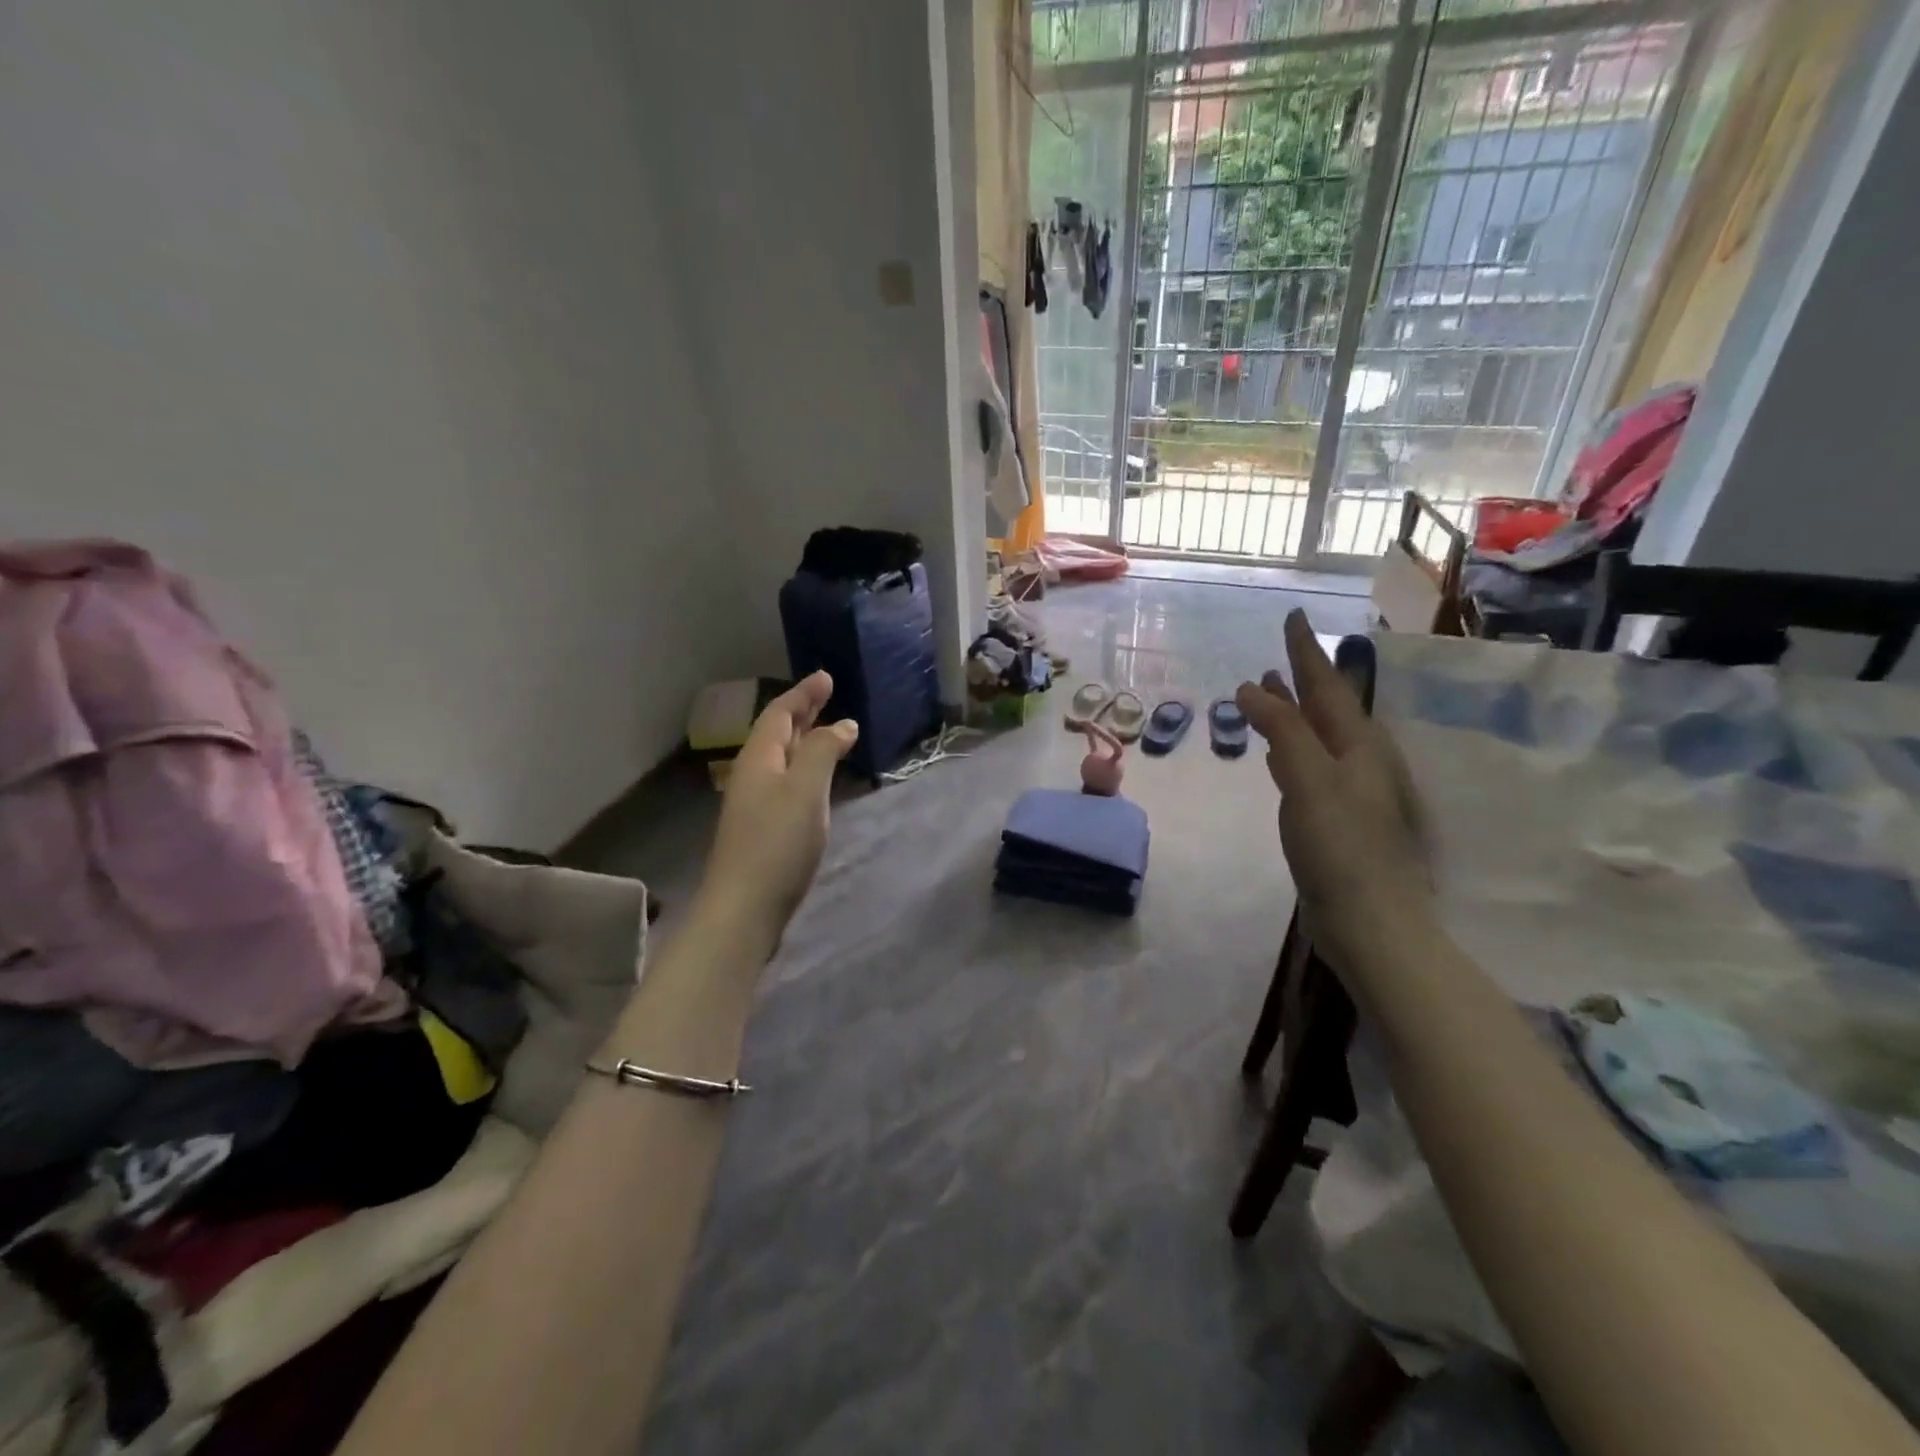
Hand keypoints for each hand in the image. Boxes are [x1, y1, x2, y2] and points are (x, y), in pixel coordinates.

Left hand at [700, 671, 857, 938]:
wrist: (745, 908)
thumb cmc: (778, 842)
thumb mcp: (806, 788)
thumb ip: (824, 750)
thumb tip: (842, 724)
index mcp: (758, 758)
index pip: (779, 713)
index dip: (803, 694)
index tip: (826, 677)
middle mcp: (752, 775)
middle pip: (777, 733)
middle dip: (802, 713)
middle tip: (828, 697)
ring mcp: (754, 804)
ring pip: (781, 759)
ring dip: (804, 740)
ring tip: (828, 732)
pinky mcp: (762, 828)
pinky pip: (785, 782)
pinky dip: (804, 768)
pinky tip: (817, 780)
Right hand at [1236, 612, 1431, 963]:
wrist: (1371, 921)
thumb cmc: (1340, 847)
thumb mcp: (1309, 780)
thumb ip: (1283, 731)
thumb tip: (1253, 687)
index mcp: (1358, 746)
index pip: (1326, 686)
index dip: (1305, 652)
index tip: (1293, 616)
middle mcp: (1358, 761)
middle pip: (1326, 708)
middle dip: (1301, 679)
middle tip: (1279, 653)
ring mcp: (1349, 791)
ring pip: (1317, 736)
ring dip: (1294, 712)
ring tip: (1270, 692)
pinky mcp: (1336, 818)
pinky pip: (1310, 764)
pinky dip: (1291, 747)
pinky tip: (1278, 753)